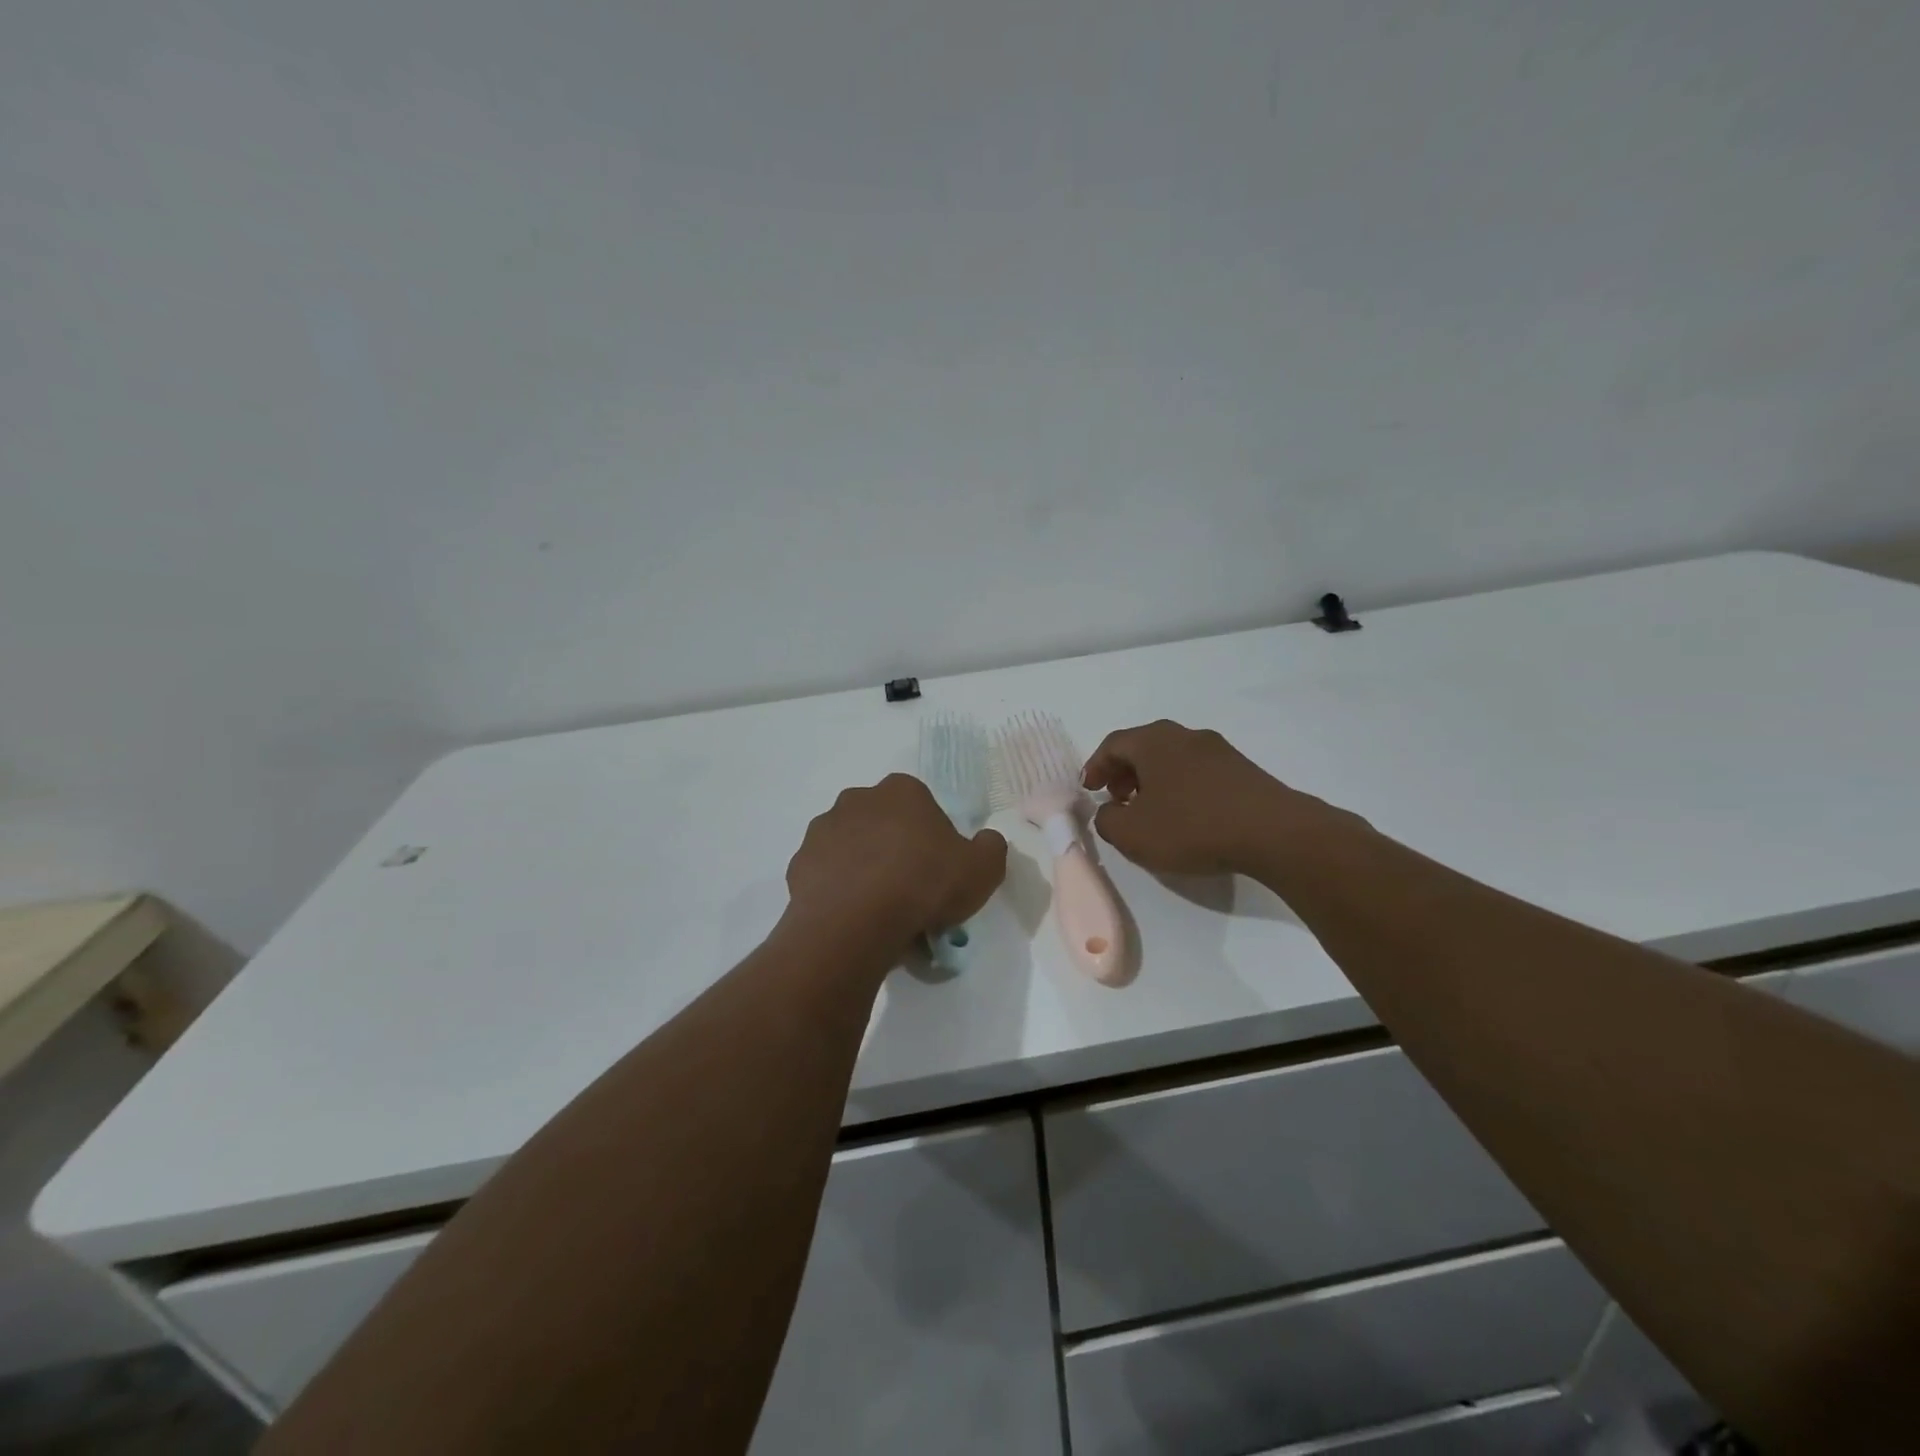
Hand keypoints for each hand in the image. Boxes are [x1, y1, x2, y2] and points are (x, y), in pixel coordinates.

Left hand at [785, 774, 1007, 947]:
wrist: (855, 923)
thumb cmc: (924, 886)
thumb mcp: (983, 869)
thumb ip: (990, 847)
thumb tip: (986, 841)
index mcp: (902, 791)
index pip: (922, 805)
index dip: (932, 837)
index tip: (938, 869)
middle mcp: (857, 799)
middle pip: (883, 822)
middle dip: (894, 847)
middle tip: (909, 889)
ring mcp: (823, 829)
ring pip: (851, 846)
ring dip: (863, 866)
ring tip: (879, 909)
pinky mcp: (799, 863)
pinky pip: (826, 874)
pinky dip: (838, 889)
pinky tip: (852, 916)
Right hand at [1082, 720, 1334, 876]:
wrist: (1273, 832)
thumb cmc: (1192, 827)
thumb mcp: (1132, 834)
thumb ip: (1107, 820)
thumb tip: (1110, 811)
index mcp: (1153, 741)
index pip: (1112, 744)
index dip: (1095, 767)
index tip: (1089, 790)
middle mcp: (1184, 735)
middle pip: (1143, 747)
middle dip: (1124, 772)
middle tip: (1117, 799)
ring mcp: (1218, 749)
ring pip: (1172, 758)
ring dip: (1153, 780)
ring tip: (1150, 811)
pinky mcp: (1242, 769)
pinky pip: (1197, 771)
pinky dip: (1180, 786)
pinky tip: (1186, 815)